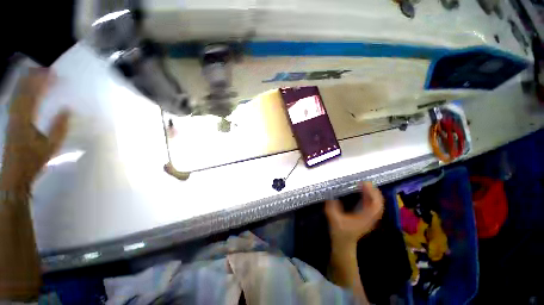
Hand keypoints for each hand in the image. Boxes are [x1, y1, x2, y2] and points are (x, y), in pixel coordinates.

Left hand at [0, 69, 69, 190]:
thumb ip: (59, 127)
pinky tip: (25, 87)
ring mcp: (11, 117)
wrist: (15, 172)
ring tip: (36, 72)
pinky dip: (20, 90)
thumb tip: (67, 109)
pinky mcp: (10, 120)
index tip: (54, 74)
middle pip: (23, 90)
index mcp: (25, 119)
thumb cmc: (34, 160)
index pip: (34, 94)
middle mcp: (15, 114)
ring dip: (26, 81)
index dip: (43, 82)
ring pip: (17, 93)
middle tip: (46, 69)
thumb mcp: (51, 146)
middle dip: (33, 77)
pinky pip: (15, 100)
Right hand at [325, 182, 383, 249]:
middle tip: (366, 182)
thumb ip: (332, 207)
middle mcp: (370, 218)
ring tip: (366, 185)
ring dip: (373, 195)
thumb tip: (332, 196)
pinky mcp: (366, 218)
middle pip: (379, 203)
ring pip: (377, 205)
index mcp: (365, 218)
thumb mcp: (334, 219)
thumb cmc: (340, 232)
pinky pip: (372, 206)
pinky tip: (364, 193)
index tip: (364, 183)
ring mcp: (369, 219)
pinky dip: (370, 198)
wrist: (344, 244)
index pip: (375, 204)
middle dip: (374, 192)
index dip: (372, 193)